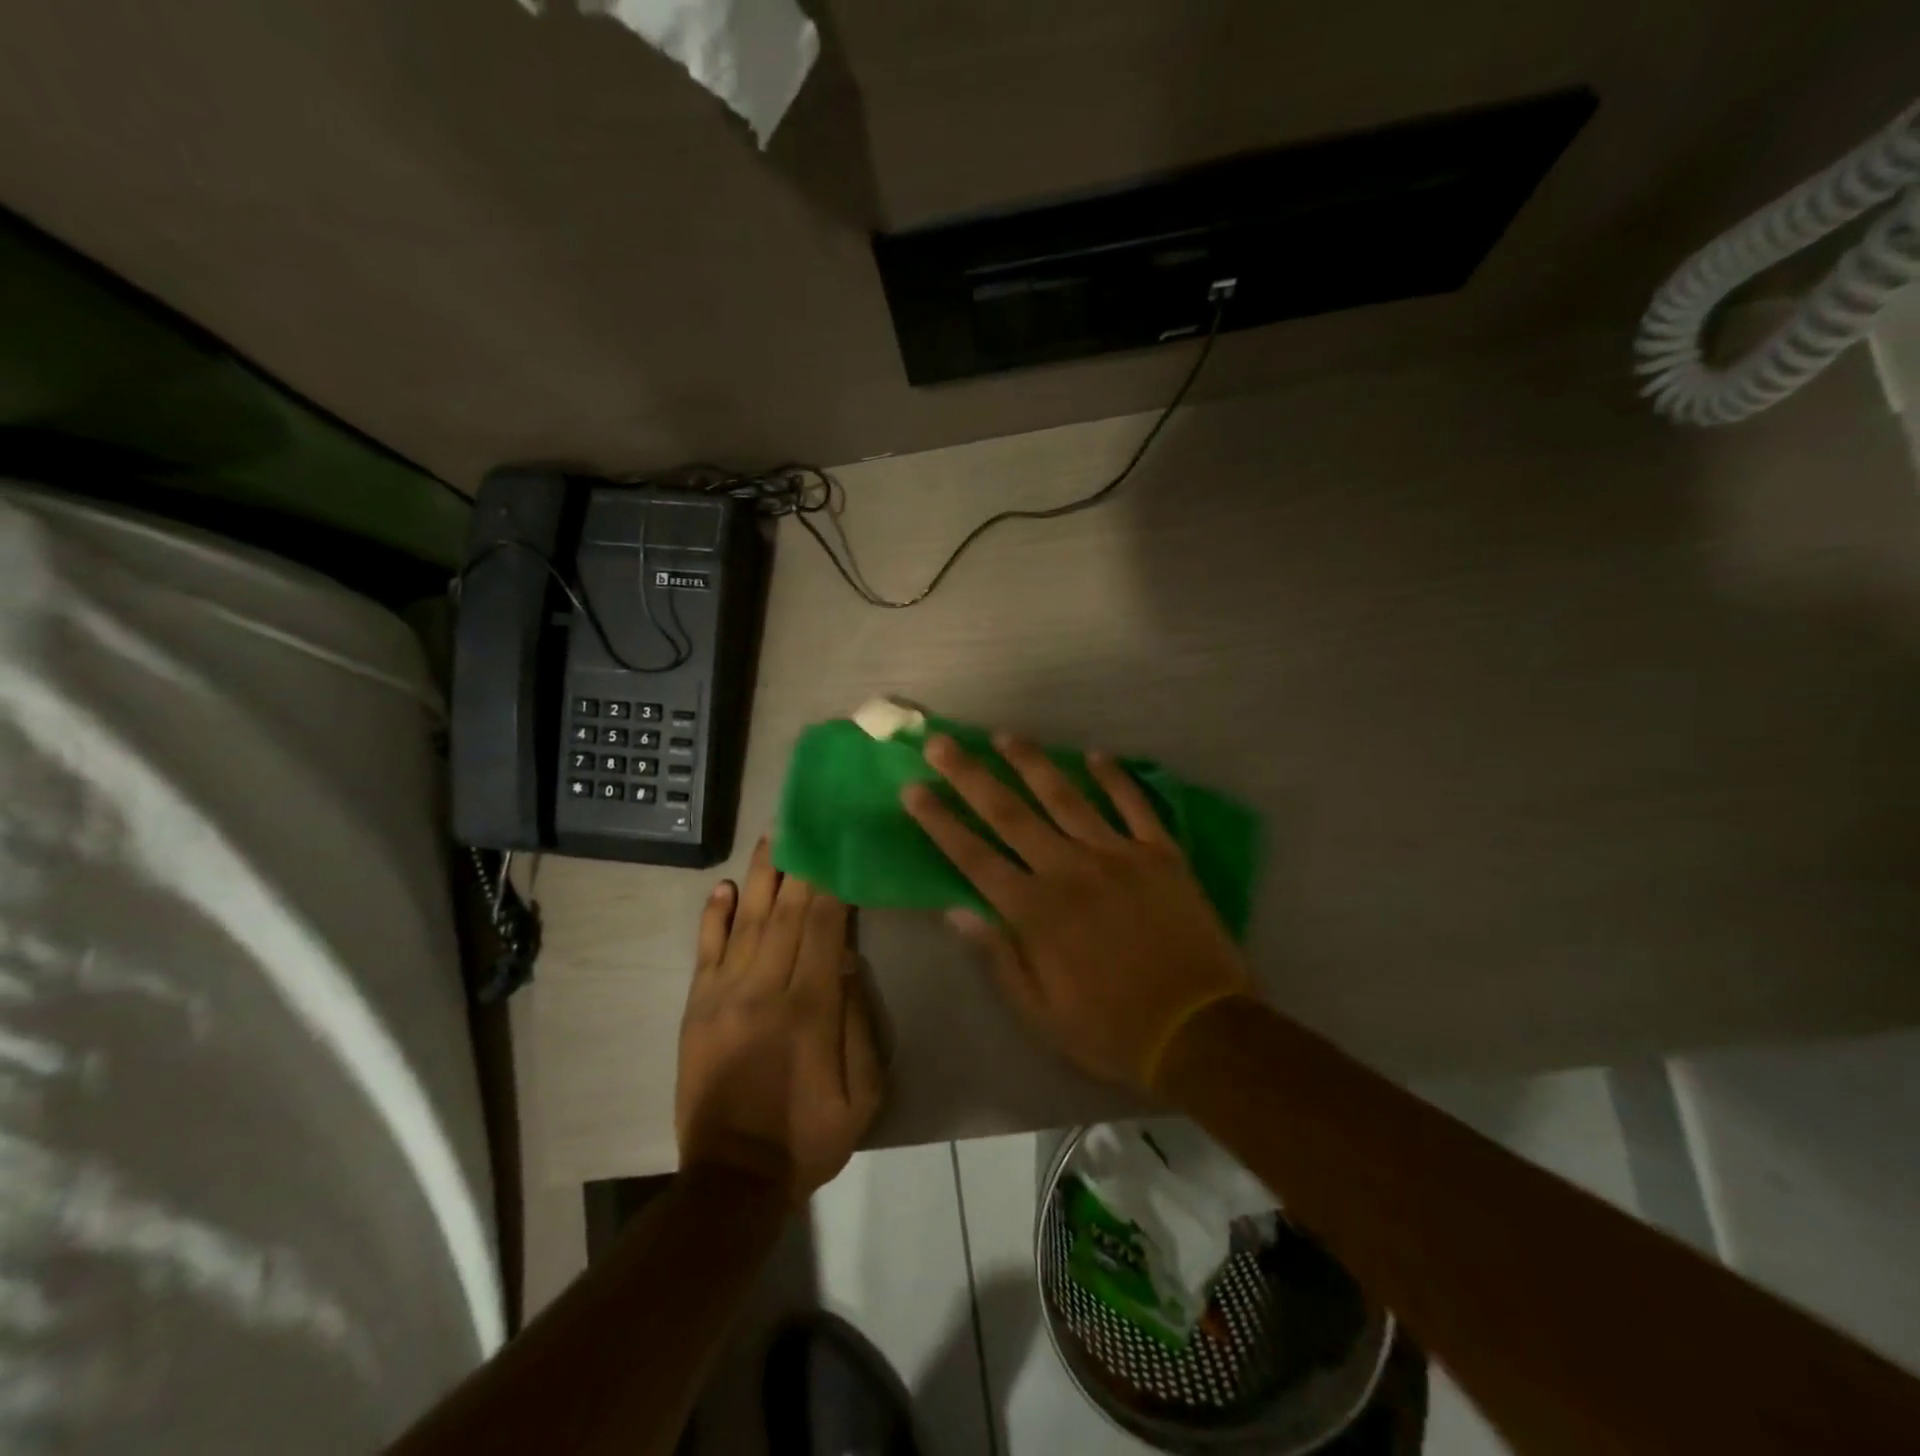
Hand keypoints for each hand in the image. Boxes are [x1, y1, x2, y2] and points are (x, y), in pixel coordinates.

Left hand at [676, 839, 884, 1200]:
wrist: (732, 1179)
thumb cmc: (808, 1137)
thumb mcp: (861, 1095)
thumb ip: (857, 1023)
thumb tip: (848, 962)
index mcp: (809, 1008)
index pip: (825, 928)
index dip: (834, 884)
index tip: (842, 847)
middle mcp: (765, 989)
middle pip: (788, 913)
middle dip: (802, 864)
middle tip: (808, 822)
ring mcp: (724, 995)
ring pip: (749, 920)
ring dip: (762, 875)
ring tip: (772, 835)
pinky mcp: (696, 1008)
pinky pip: (706, 950)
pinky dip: (715, 915)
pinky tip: (726, 886)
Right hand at [902, 733, 1254, 1090]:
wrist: (1200, 1031)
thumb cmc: (1112, 1028)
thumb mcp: (1041, 1012)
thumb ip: (999, 956)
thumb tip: (957, 911)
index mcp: (1036, 911)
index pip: (974, 856)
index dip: (940, 821)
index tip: (914, 789)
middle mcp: (1070, 869)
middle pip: (1010, 813)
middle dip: (970, 775)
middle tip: (941, 743)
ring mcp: (1118, 855)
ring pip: (1066, 796)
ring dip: (1031, 763)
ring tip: (1005, 735)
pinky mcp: (1161, 853)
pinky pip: (1134, 804)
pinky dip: (1115, 777)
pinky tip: (1096, 754)